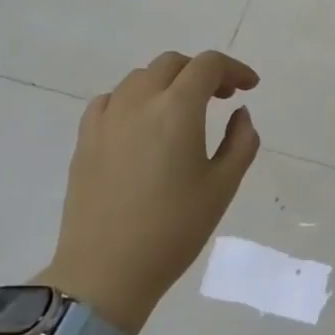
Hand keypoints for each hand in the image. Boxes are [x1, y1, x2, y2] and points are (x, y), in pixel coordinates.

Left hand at [40, 50, 260, 333]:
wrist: (105, 271)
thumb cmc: (174, 229)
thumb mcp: (223, 186)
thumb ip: (241, 141)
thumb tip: (239, 114)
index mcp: (177, 110)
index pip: (208, 65)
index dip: (234, 69)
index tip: (250, 88)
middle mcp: (139, 102)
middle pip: (172, 64)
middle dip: (202, 72)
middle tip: (222, 97)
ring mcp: (106, 119)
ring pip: (140, 78)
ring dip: (168, 83)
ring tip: (184, 111)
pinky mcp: (85, 139)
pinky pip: (111, 100)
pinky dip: (134, 99)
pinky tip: (142, 124)